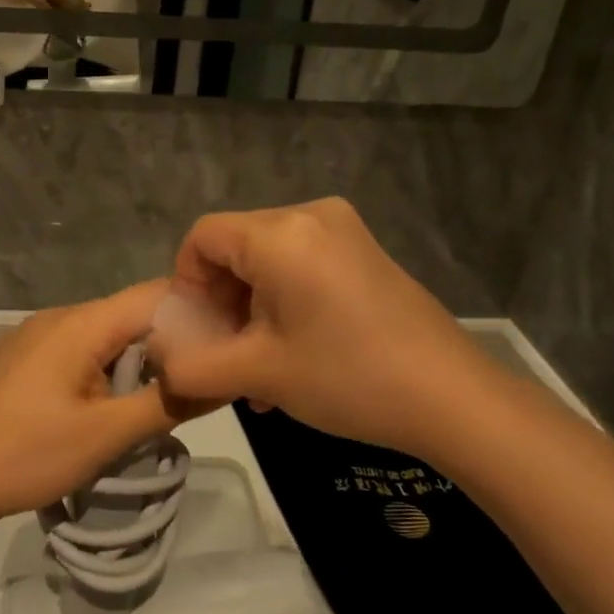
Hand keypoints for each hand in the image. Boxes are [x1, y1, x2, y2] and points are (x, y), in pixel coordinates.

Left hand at [0, 281, 198, 527]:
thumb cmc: (27, 453)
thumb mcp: (106, 434)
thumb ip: (167, 403)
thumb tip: (220, 379)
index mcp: (82, 323)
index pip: (156, 296)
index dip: (197, 315)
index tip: (225, 347)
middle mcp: (59, 316)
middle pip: (130, 315)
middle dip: (169, 343)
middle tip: (199, 381)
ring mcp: (35, 336)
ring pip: (103, 335)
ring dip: (135, 360)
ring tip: (159, 399)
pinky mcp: (21, 358)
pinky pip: (76, 350)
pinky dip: (103, 369)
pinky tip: (107, 405)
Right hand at [151, 199, 496, 456]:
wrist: (453, 398)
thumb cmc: (347, 377)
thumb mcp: (259, 374)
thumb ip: (193, 367)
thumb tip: (159, 366)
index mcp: (280, 233)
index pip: (202, 237)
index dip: (186, 283)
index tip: (198, 332)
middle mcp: (310, 215)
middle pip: (236, 247)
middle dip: (221, 301)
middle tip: (228, 355)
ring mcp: (344, 231)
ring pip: (268, 259)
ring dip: (251, 308)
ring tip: (260, 367)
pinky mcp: (364, 252)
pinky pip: (302, 264)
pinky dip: (283, 301)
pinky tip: (293, 353)